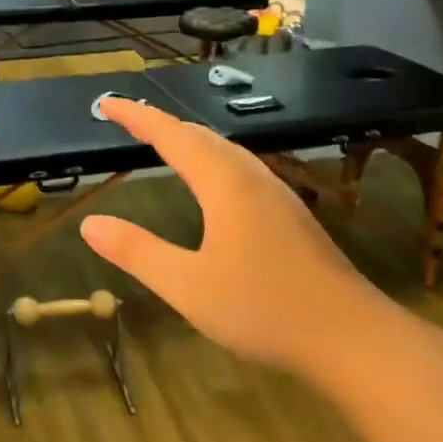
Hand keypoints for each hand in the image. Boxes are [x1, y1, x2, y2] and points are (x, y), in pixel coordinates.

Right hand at [78, 98, 392, 381]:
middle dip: (161, 123)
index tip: (106, 102)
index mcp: (224, 183)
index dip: (136, 116)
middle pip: (200, 136)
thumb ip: (137, 251)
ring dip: (190, 139)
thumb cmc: (264, 309)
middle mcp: (251, 178)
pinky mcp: (291, 217)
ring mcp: (277, 195)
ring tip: (165, 142)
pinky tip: (214, 185)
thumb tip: (90, 223)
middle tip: (128, 120)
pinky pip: (241, 169)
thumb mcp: (187, 286)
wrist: (352, 339)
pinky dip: (212, 159)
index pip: (171, 135)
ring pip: (226, 151)